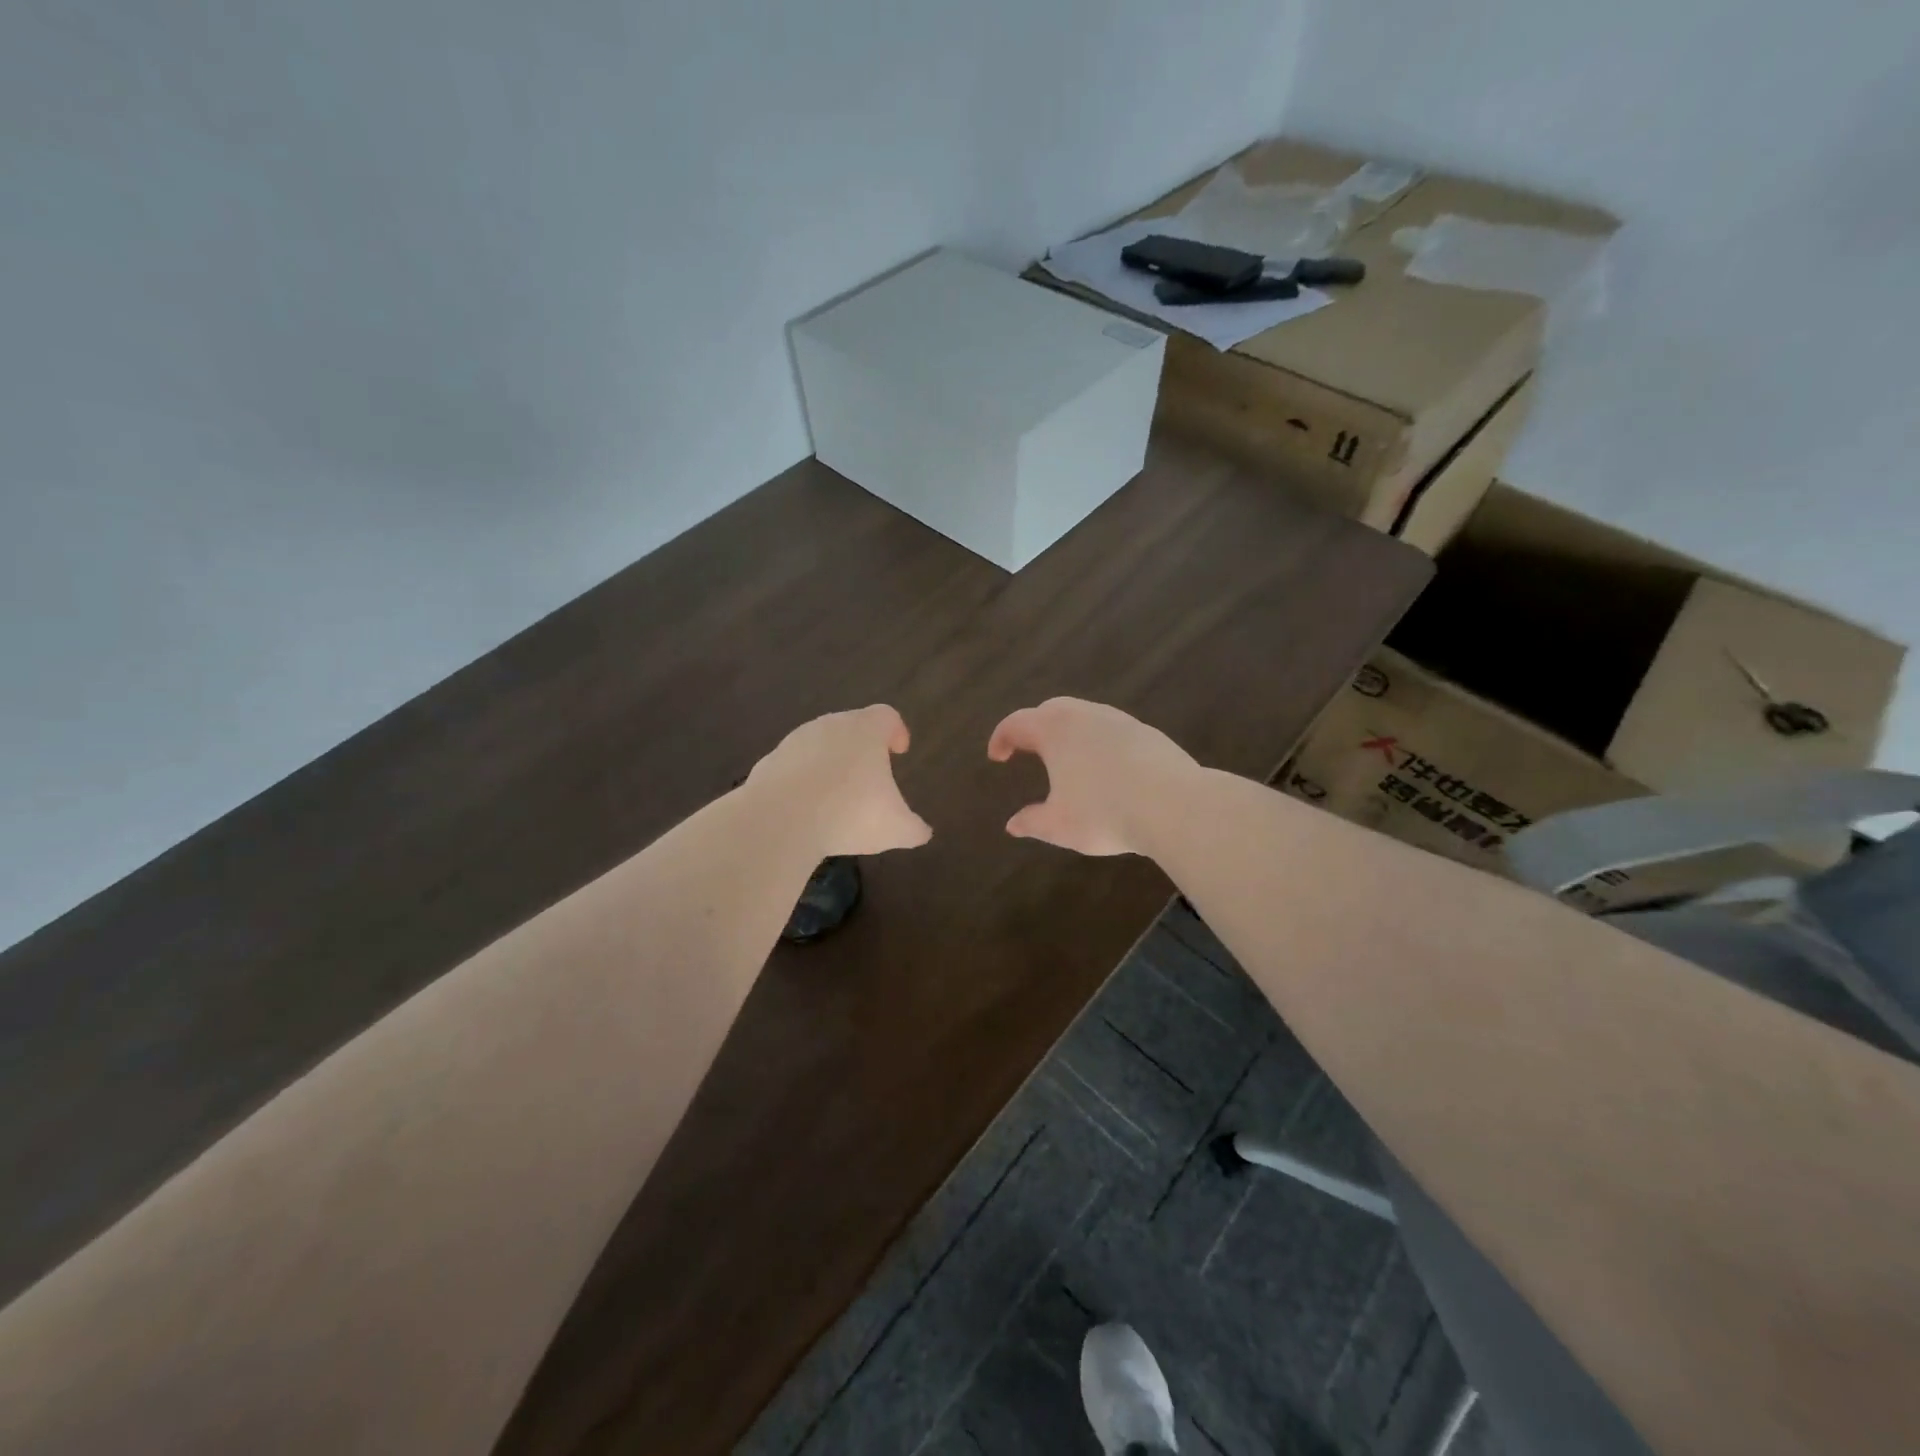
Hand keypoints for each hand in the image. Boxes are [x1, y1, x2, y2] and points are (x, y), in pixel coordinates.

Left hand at [746, 705, 932, 857]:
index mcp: (865, 730)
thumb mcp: (895, 828)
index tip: (899, 750)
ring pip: (819, 745)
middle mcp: (829, 726)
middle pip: (851, 726)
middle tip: (870, 775)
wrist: (780, 821)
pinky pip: (792, 768)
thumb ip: (914, 828)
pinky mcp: (768, 763)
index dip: (896, 731)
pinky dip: (802, 782)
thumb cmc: (850, 813)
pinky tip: (806, 809)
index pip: (886, 716)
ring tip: (836, 796)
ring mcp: (794, 742)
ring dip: (829, 764)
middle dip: (862, 748)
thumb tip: (922, 832)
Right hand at [986, 698, 1197, 856]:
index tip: (997, 756)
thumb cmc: (1104, 812)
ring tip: (1066, 759)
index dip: (1001, 738)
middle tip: (1027, 749)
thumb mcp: (1060, 825)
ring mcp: (1119, 720)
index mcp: (1054, 730)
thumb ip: (1032, 822)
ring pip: (1084, 716)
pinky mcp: (1146, 732)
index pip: (1017, 723)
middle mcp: (1084, 715)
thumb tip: (1013, 825)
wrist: (1174, 805)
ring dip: (1067, 732)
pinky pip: (1110, 730)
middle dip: (1034, 728)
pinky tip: (1104, 768)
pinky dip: (1096, 742)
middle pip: (1050, 710)